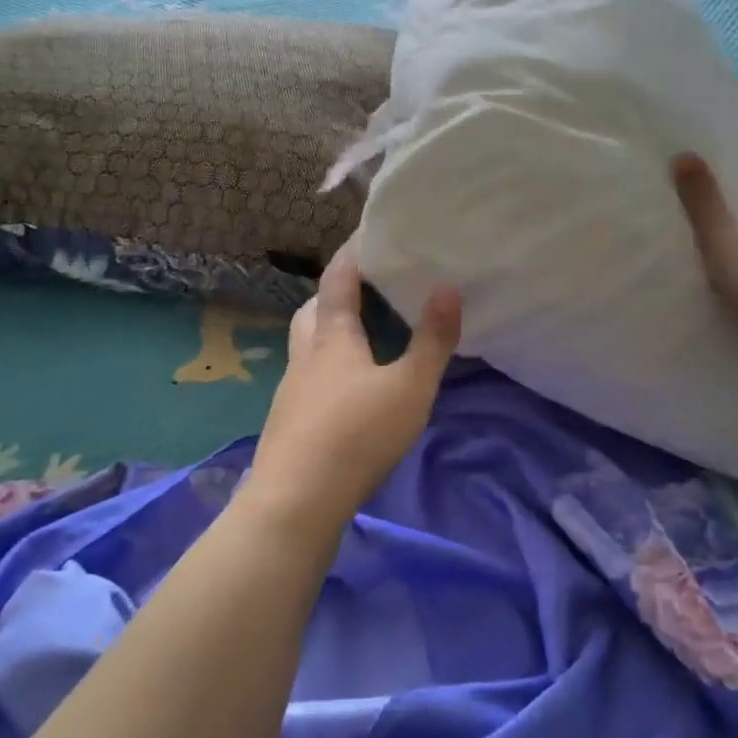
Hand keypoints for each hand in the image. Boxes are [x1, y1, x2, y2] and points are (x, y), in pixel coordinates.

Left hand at [246, 245, 461, 525]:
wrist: (296, 501)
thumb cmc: (356, 435)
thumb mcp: (409, 388)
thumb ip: (432, 341)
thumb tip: (448, 288)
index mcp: (331, 337)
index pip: (337, 281)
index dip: (351, 254)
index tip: (368, 235)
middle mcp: (304, 356)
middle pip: (311, 310)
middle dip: (333, 293)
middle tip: (364, 289)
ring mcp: (292, 390)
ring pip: (306, 345)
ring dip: (327, 331)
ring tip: (360, 337)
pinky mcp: (289, 422)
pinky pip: (308, 377)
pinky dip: (327, 367)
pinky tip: (347, 390)